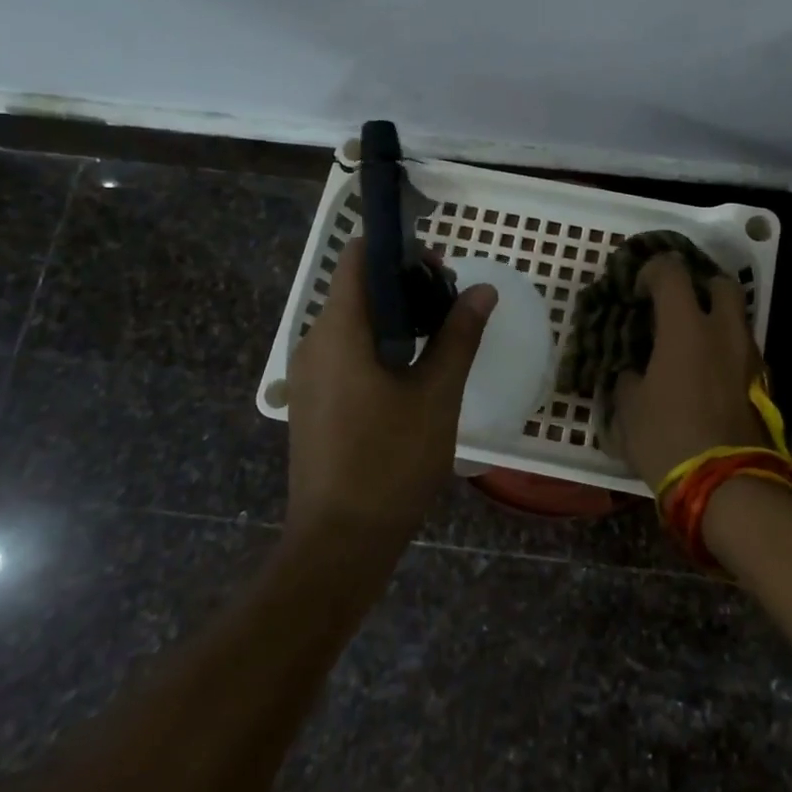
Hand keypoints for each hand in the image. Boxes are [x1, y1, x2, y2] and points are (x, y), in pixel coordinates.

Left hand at [284, 240, 495, 543]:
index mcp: (339, 332)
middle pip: (358, 289)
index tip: (439, 263)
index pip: (358, 258)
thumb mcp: (437, 395)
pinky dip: (381, 345)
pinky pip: (347, 353)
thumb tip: (482, 290)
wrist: (339, 543)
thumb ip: (459, 336)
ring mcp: (309, 375)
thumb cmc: (391, 462)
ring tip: (442, 336)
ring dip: (397, 317)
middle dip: (406, 284)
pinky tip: (415, 372)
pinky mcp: (313, 401)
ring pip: (354, 323)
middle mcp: (314, 344)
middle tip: (453, 303)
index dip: (397, 248)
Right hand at [611, 253, 769, 491]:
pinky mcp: (762, 382)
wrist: (726, 483)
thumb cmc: (668, 437)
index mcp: (686, 327)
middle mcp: (723, 331)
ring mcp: (749, 356)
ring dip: (717, 320)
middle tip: (678, 307)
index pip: (672, 272)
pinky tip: (708, 375)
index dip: (652, 271)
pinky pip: (743, 350)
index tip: (639, 290)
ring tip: (692, 345)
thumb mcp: (629, 409)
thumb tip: (633, 372)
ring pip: (738, 318)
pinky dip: (726, 351)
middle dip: (699, 287)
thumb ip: (628, 379)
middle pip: (721, 284)